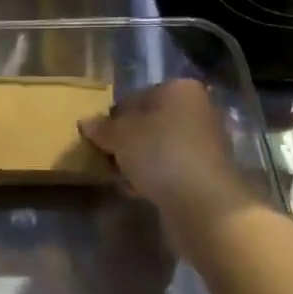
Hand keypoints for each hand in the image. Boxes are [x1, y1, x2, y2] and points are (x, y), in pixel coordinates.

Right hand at [80, 80, 262, 257]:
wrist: (205, 204)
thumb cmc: (160, 154)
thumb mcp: (120, 136)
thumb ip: (102, 128)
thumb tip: (86, 123)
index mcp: (179, 89)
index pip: (136, 97)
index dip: (113, 117)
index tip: (97, 137)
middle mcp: (197, 110)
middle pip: (150, 121)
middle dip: (127, 139)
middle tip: (106, 156)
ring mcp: (205, 142)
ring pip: (160, 146)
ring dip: (139, 159)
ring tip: (118, 176)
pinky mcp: (207, 172)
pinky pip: (171, 168)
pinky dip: (154, 176)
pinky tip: (136, 190)